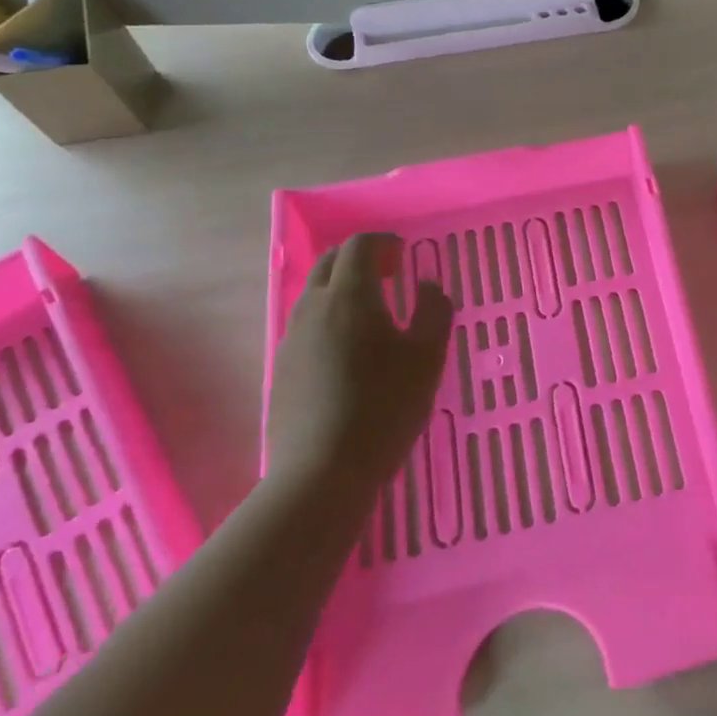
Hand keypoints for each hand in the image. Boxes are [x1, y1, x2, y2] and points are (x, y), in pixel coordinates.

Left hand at [267, 234, 453, 492]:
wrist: (321, 472)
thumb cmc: (384, 407)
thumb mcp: (427, 357)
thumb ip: (434, 311)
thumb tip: (427, 286)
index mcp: (350, 295)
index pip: (360, 246)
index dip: (384, 243)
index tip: (405, 255)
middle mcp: (314, 307)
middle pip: (331, 263)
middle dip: (361, 259)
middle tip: (391, 275)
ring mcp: (292, 338)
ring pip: (315, 293)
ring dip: (343, 288)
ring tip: (373, 312)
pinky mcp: (282, 368)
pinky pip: (307, 323)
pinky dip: (330, 316)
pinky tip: (350, 349)